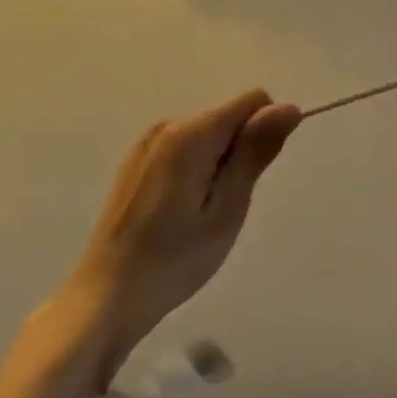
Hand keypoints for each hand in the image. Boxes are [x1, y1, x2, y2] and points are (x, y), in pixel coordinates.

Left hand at [73, 90, 300, 350]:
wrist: (108, 296)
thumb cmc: (176, 258)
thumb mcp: (227, 208)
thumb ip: (255, 151)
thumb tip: (288, 107)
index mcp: (192, 133)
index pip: (253, 101)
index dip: (265, 133)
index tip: (253, 178)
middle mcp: (168, 125)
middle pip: (228, 117)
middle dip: (240, 153)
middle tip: (224, 207)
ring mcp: (147, 142)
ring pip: (208, 134)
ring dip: (218, 164)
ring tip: (201, 214)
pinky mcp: (136, 160)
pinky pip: (184, 148)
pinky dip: (195, 170)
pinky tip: (179, 212)